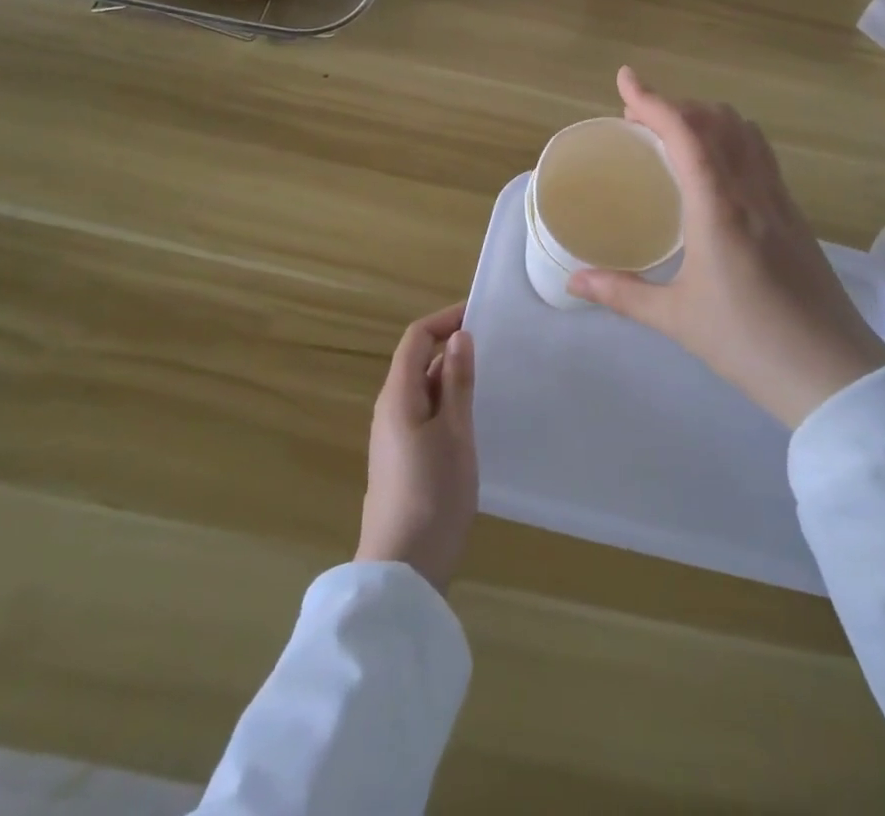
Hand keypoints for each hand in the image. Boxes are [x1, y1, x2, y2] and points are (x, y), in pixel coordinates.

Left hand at [355, 303, 477, 591]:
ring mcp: (393, 437)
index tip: (481, 315)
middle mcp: (390, 409)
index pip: (416, 338)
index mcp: (398, 395)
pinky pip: (424, 414)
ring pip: (422, 389)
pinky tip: (473, 419)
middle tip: (495, 346)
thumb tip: (459, 336)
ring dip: (451, 377)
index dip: (445, 319)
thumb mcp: (455, 432)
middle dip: (451, 347)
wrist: (403, 570)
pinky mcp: (402, 460)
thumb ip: (456, 382)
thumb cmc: (432, 493)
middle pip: (417, 361)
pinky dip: (447, 403)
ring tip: (490, 378)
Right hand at [570, 67, 884, 427]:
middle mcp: (753, 190)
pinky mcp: (796, 215)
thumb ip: (622, 293)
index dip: (653, 100)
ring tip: (674, 134)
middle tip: (639, 119)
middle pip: (718, 120)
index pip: (686, 134)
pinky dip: (730, 138)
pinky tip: (714, 168)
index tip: (625, 79)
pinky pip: (760, 155)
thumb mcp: (676, 318)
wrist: (832, 373)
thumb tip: (574, 280)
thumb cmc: (748, 344)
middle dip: (676, 105)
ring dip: (708, 117)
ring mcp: (780, 200)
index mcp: (719, 208)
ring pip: (746, 132)